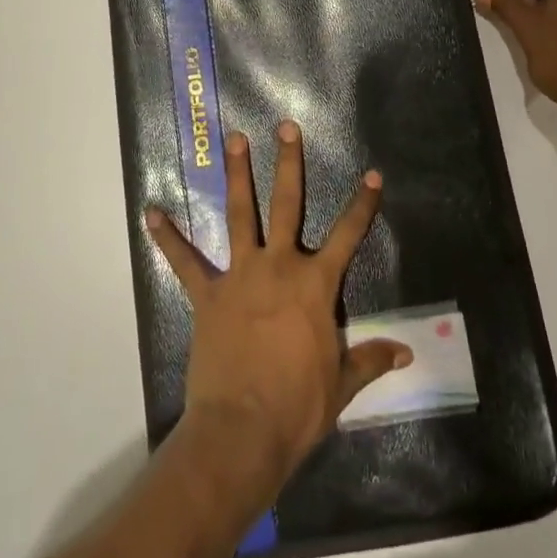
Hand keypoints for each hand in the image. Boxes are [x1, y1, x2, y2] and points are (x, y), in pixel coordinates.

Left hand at [146, 122, 410, 485]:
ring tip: (234, 139)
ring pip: (240, 213)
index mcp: (315, 285)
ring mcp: (240, 275)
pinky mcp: (207, 294)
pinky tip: (150, 212)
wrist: (243, 431)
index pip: (348, 235)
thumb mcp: (341, 385)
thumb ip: (370, 360)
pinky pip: (183, 261)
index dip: (363, 204)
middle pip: (287, 204)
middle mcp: (279, 266)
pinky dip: (167, 237)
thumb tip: (406, 354)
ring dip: (237, 175)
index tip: (373, 173)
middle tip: (285, 126)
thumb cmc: (298, 408)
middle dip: (288, 163)